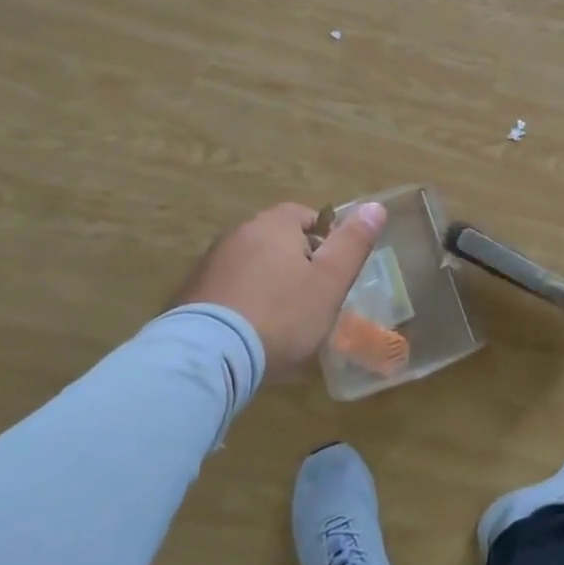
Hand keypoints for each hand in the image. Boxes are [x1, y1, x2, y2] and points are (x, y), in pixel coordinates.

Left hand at [170, 201, 386, 373]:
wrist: (207, 358)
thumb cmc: (281, 315)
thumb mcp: (330, 282)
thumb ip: (353, 243)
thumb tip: (375, 206)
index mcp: (274, 224)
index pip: (307, 216)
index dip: (326, 243)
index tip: (331, 276)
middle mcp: (238, 233)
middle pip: (278, 241)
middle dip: (296, 266)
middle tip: (311, 303)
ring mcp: (209, 264)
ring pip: (252, 267)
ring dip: (267, 286)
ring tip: (279, 325)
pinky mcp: (188, 295)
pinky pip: (227, 291)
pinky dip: (242, 304)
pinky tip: (249, 335)